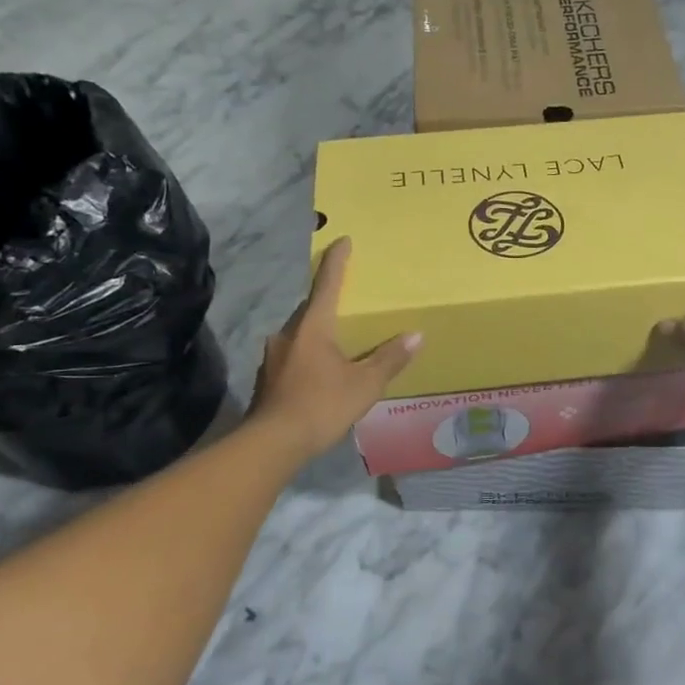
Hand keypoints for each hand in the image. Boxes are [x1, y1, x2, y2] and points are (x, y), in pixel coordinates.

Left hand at [250, 238, 419, 457]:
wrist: (273, 443)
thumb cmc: (321, 405)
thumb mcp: (364, 384)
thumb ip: (389, 359)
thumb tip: (416, 335)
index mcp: (313, 327)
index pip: (327, 284)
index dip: (337, 262)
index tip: (342, 240)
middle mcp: (288, 334)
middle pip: (311, 309)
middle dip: (329, 303)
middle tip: (349, 302)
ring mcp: (274, 356)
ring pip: (301, 334)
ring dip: (318, 333)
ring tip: (340, 343)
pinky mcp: (268, 378)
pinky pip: (294, 356)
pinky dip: (310, 356)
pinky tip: (322, 373)